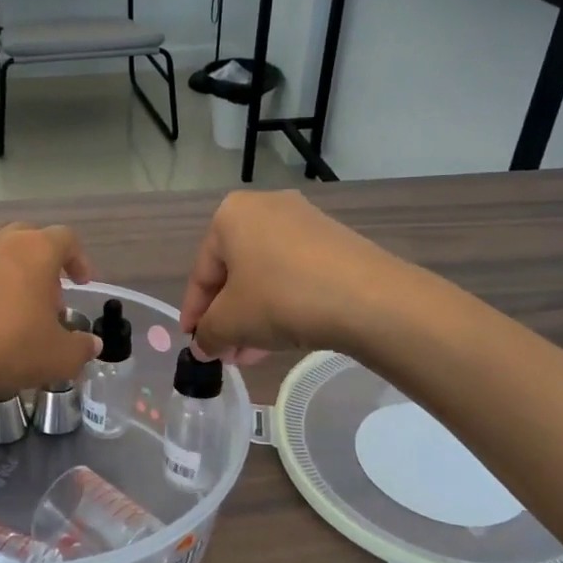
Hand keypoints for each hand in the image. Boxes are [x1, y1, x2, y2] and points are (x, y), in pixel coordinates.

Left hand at [0, 221, 100, 402]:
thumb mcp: (60, 356)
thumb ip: (81, 347)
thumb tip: (92, 345)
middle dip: (45, 260)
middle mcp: (3, 242)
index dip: (79, 259)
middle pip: (30, 235)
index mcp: (37, 250)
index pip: (66, 239)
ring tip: (14, 292)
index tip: (82, 284)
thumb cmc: (11, 348)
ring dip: (10, 259)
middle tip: (49, 297)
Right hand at [180, 191, 402, 361]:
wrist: (368, 298)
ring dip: (253, 317)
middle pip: (234, 273)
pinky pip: (294, 274)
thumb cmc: (281, 299)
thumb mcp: (231, 322)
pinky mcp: (335, 241)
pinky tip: (281, 338)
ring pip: (265, 277)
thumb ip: (207, 334)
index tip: (194, 343)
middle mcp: (265, 208)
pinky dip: (282, 304)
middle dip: (227, 318)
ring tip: (251, 354)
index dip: (194, 313)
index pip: (202, 273)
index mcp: (230, 215)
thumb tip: (203, 345)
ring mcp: (304, 221)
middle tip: (225, 354)